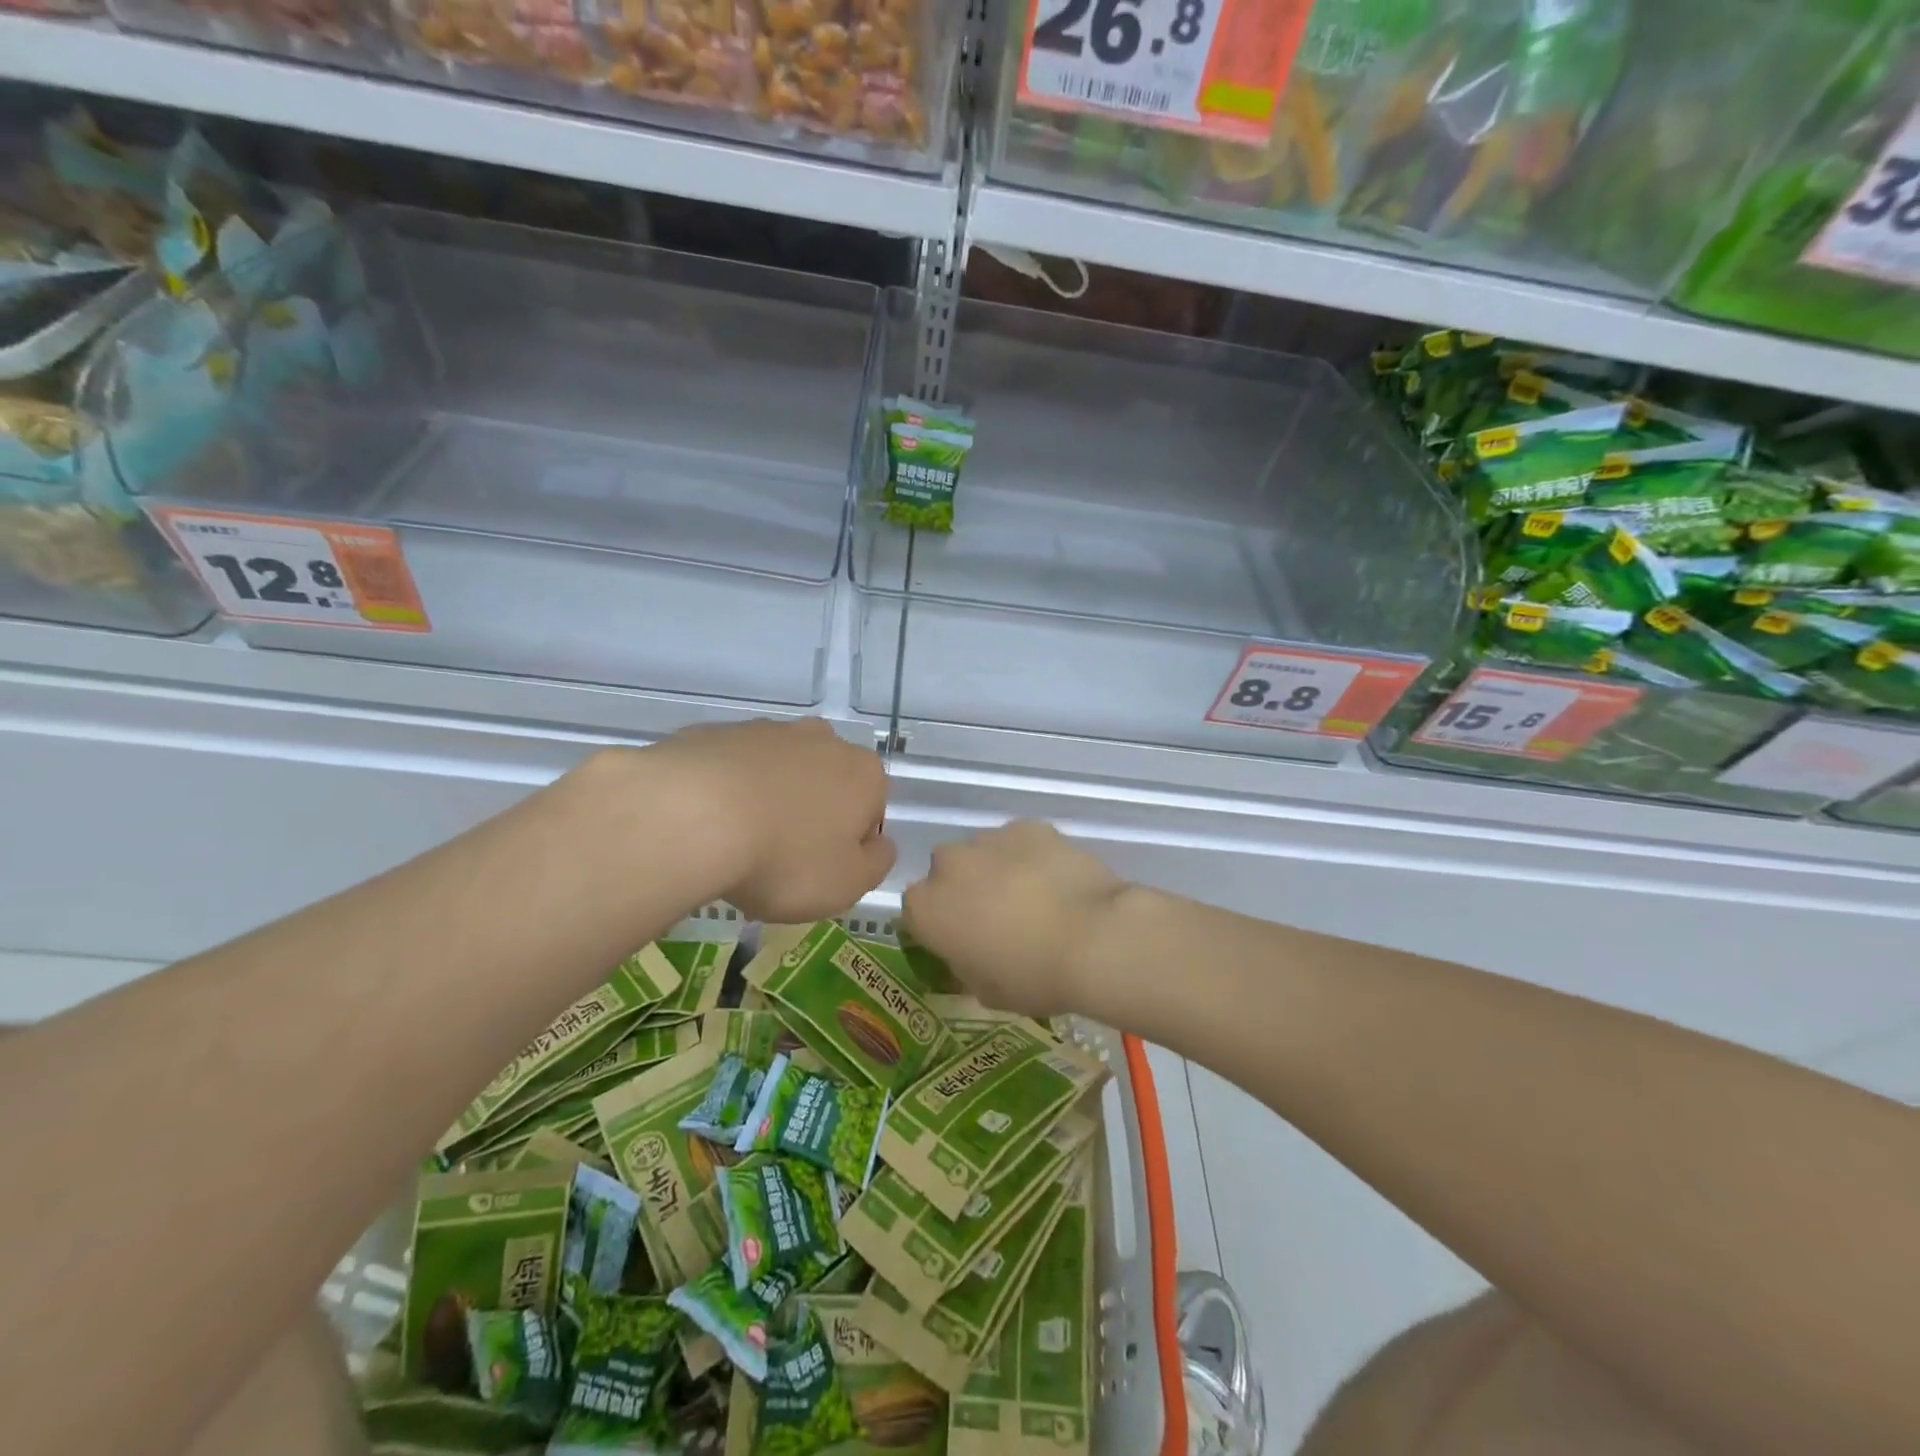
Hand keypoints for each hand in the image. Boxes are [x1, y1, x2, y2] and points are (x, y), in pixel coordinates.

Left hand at [647, 718, 894, 922]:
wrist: (691, 816)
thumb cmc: (784, 858)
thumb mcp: (847, 884)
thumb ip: (876, 864)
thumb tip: (879, 845)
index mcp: (863, 773)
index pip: (871, 811)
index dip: (848, 846)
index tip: (819, 871)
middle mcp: (823, 740)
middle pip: (826, 784)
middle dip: (811, 815)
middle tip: (780, 858)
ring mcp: (767, 730)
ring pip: (778, 772)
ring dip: (769, 800)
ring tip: (737, 844)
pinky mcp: (717, 732)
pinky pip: (732, 768)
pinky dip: (726, 791)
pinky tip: (706, 823)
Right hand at [902, 820, 1126, 1019]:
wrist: (1095, 938)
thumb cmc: (1033, 977)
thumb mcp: (987, 992)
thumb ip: (965, 966)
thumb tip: (969, 954)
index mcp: (927, 908)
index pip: (916, 910)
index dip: (938, 925)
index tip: (962, 942)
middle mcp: (949, 865)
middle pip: (947, 873)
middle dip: (965, 890)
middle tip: (997, 918)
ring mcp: (989, 839)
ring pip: (983, 853)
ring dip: (997, 870)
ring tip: (1034, 899)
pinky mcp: (1029, 826)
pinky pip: (1019, 841)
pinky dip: (1030, 856)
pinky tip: (1057, 880)